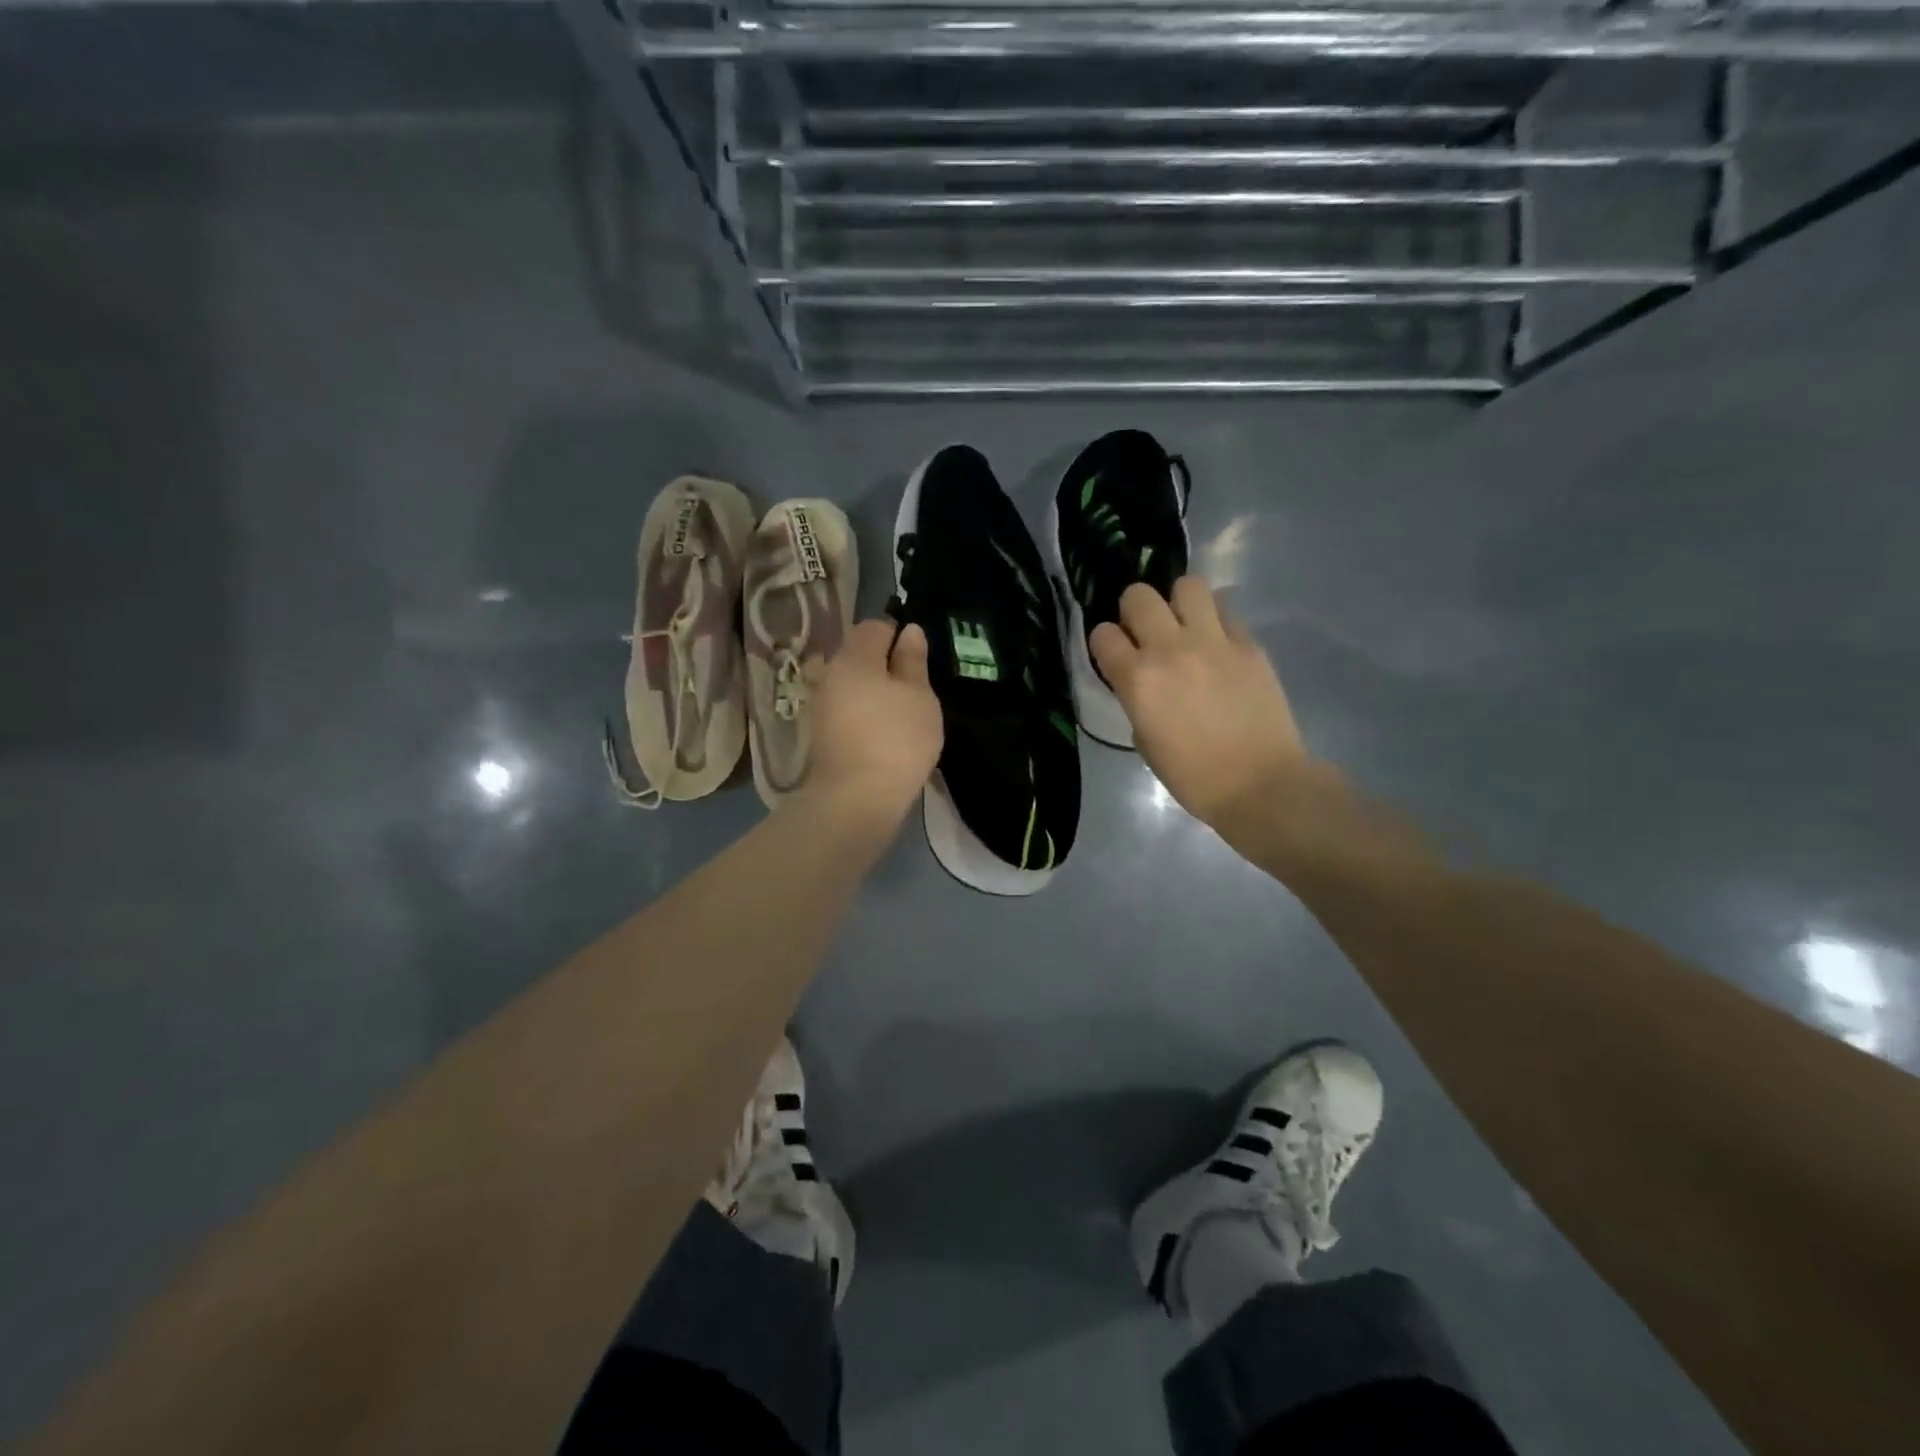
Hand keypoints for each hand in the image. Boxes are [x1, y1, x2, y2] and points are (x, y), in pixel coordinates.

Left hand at [799, 619, 942, 833]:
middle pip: (858, 655)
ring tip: (901, 713)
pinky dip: (863, 713)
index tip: (919, 658)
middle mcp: (829, 674)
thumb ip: (913, 661)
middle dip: (884, 664)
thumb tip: (909, 631)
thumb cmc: (896, 740)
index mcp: (854, 657)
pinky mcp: (820, 735)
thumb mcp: (919, 696)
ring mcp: (820, 706)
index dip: (898, 635)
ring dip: (872, 691)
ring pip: (850, 684)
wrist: (856, 799)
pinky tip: (883, 733)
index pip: (874, 627)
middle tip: (915, 687)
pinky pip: (846, 710)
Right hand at [1090, 579, 1311, 832]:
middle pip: (1139, 595)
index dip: (1105, 643)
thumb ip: (1136, 698)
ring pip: (1187, 585)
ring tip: (1185, 625)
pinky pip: (1226, 610)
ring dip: (1178, 602)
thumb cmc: (1193, 776)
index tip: (1114, 655)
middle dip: (1135, 610)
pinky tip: (1217, 642)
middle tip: (1147, 632)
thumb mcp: (1145, 740)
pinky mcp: (1249, 644)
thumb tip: (1141, 680)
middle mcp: (1170, 649)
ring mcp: (1213, 642)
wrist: (1259, 784)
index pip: (1102, 634)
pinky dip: (1215, 619)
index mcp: (1137, 679)